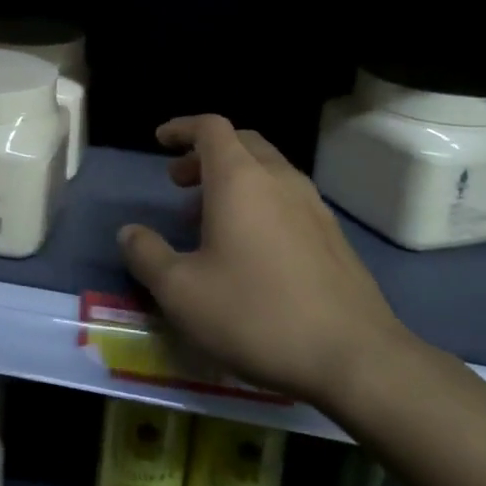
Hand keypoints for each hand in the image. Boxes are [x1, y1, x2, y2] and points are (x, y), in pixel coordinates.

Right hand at [118, 115, 410, 407]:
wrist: (356, 358)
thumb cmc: (257, 315)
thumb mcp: (181, 292)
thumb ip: (147, 256)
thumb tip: (129, 233)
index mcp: (241, 179)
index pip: (211, 128)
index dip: (182, 128)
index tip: (160, 141)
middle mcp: (280, 180)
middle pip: (242, 143)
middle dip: (205, 154)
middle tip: (179, 182)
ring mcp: (313, 207)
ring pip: (268, 171)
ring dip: (233, 180)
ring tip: (208, 219)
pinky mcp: (334, 237)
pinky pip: (288, 199)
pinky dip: (260, 202)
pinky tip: (250, 249)